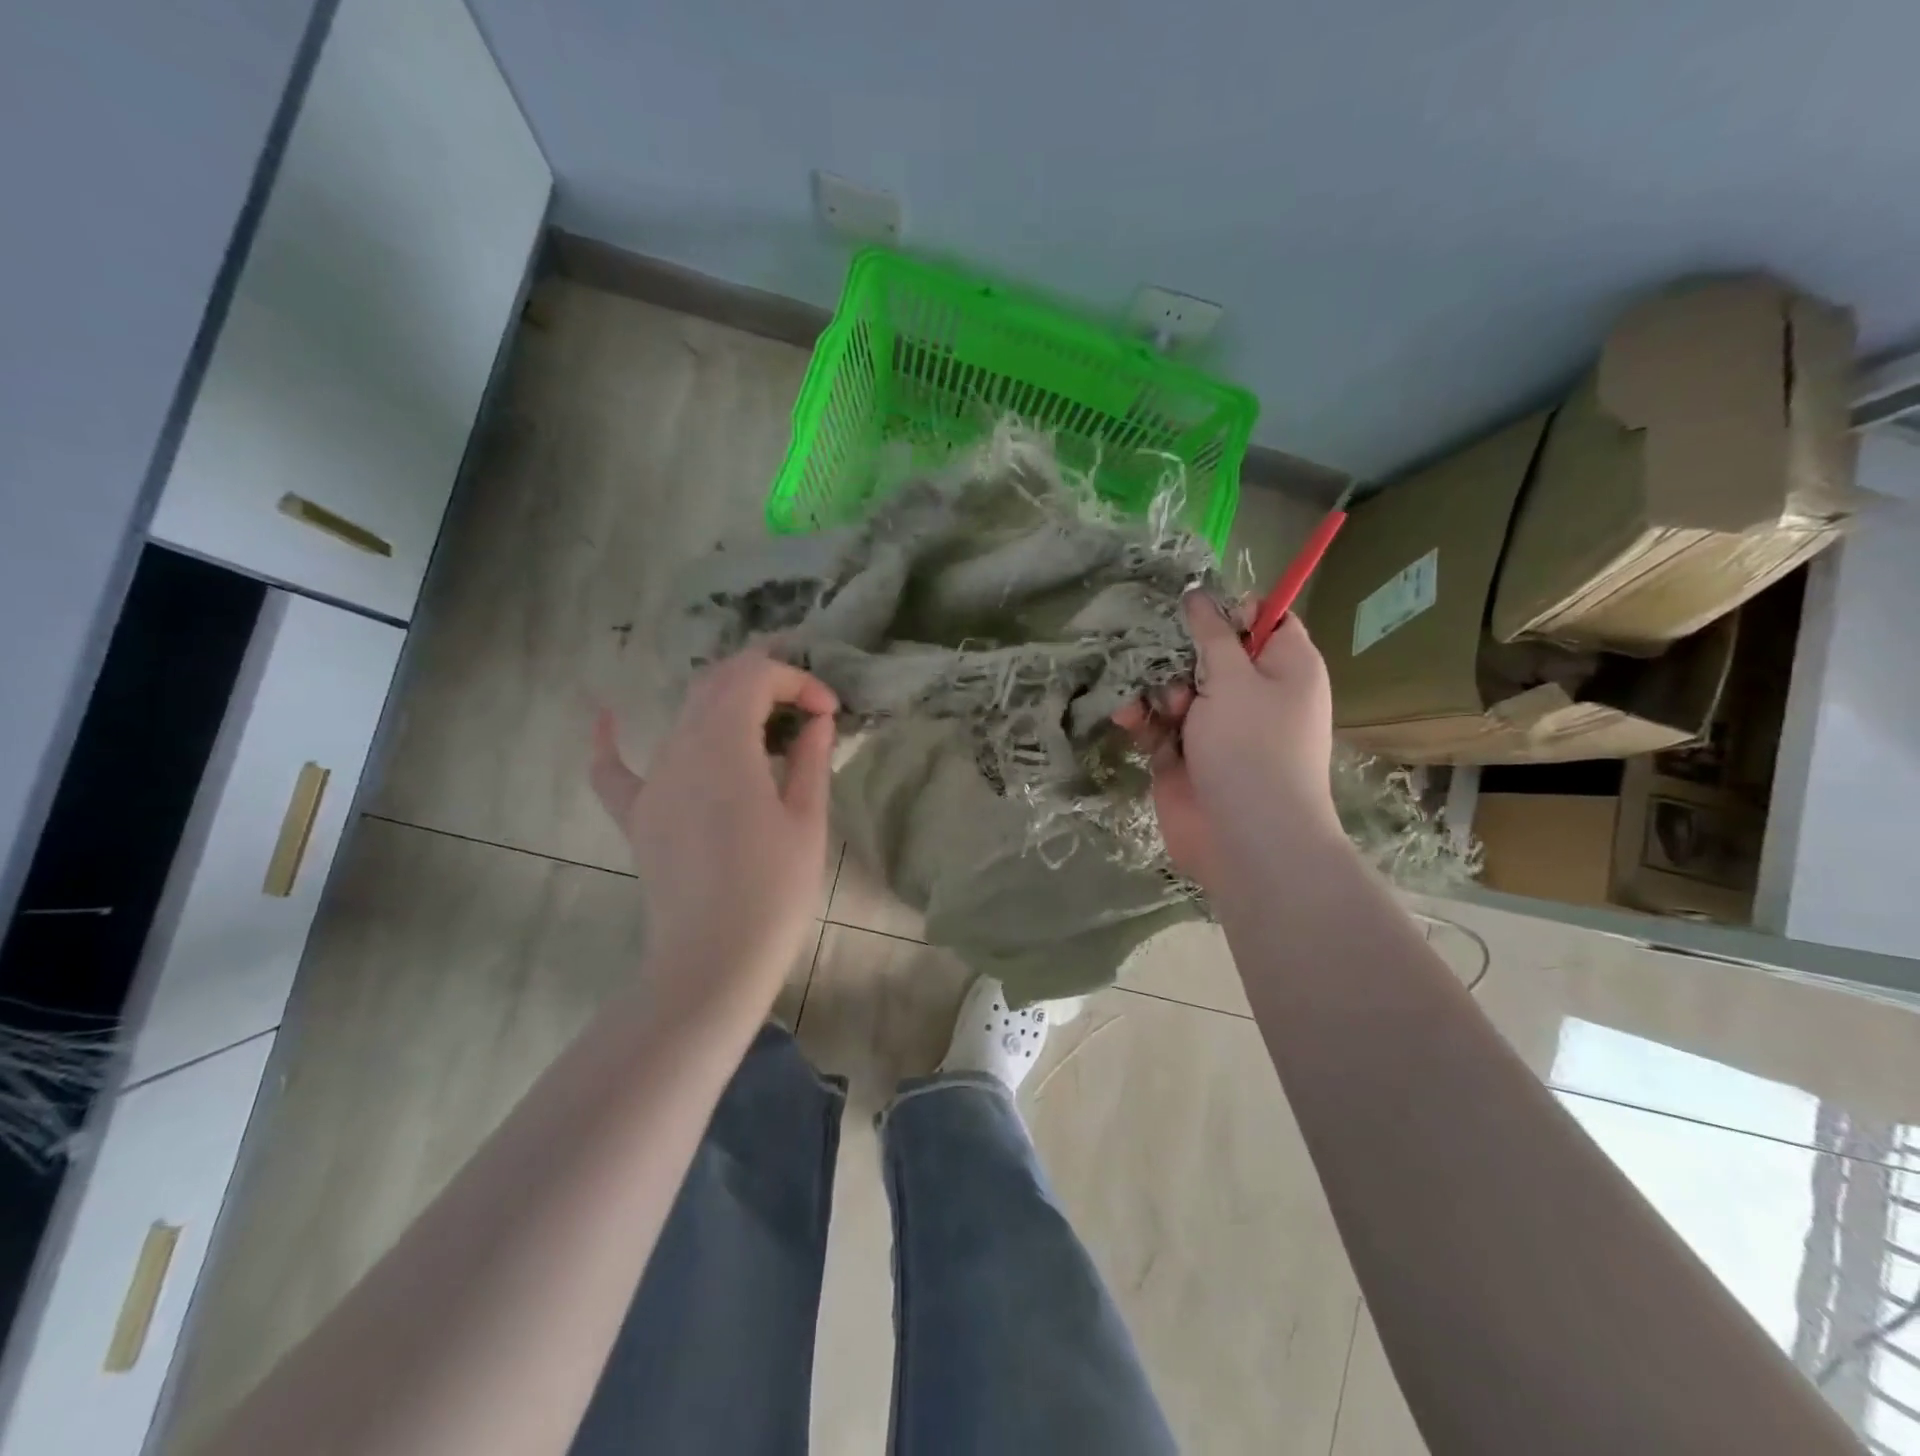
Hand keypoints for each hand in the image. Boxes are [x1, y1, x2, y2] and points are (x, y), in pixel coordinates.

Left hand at [590, 647, 837, 1014]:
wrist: (713, 962)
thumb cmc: (773, 892)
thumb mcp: (807, 821)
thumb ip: (810, 760)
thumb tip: (817, 721)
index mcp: (725, 745)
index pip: (755, 678)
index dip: (797, 681)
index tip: (829, 712)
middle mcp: (680, 749)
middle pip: (716, 684)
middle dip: (764, 679)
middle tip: (803, 704)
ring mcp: (651, 781)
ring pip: (683, 716)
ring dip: (726, 704)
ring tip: (765, 724)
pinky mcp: (636, 814)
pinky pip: (614, 768)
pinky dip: (612, 738)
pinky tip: (607, 716)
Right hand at [1115, 594, 1338, 891]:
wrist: (1246, 838)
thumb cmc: (1252, 747)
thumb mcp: (1234, 678)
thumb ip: (1213, 635)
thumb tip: (1199, 594)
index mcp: (1285, 668)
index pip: (1265, 621)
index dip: (1232, 611)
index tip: (1194, 610)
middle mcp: (1253, 694)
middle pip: (1210, 654)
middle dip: (1180, 655)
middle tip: (1172, 664)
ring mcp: (1216, 729)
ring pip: (1177, 689)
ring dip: (1159, 691)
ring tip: (1160, 708)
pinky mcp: (1184, 757)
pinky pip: (1159, 726)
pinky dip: (1144, 721)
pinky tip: (1129, 720)